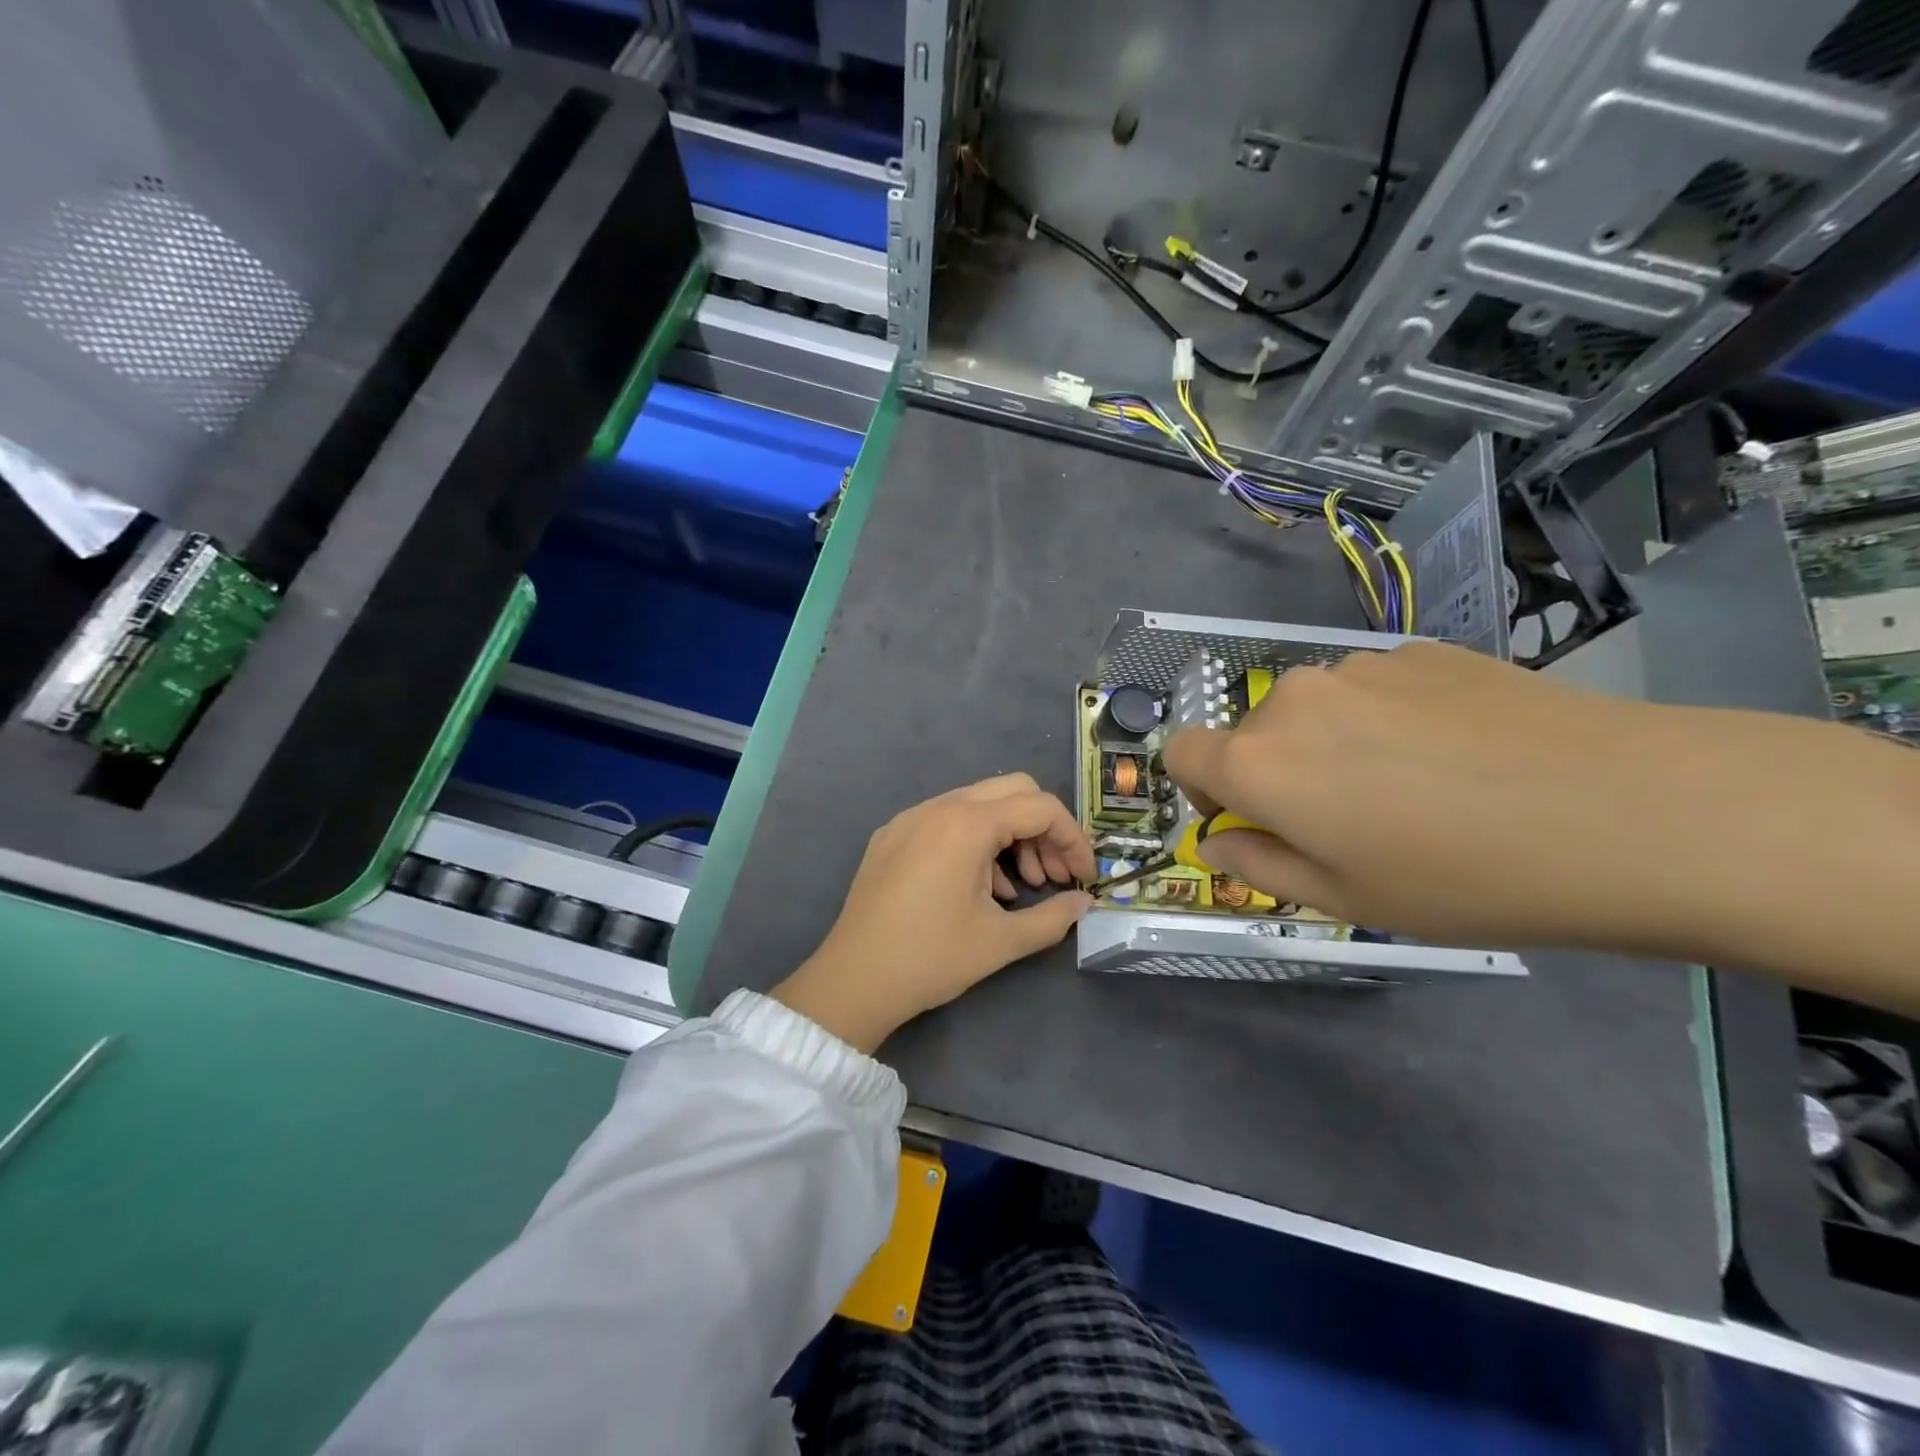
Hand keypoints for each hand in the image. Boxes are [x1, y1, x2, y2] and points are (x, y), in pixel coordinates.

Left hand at [771, 774, 1094, 1052]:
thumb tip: (1083, 904)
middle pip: (1012, 792)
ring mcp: (910, 818)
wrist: (853, 980)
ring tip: (1020, 888)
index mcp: (967, 824)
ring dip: (1010, 837)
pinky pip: (946, 822)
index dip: (1073, 839)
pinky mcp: (892, 836)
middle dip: (1043, 831)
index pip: (1040, 808)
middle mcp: (938, 807)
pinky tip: (980, 888)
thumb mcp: (1001, 941)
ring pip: (979, 805)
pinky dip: (975, 842)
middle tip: (1054, 877)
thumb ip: (1053, 918)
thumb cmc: (931, 958)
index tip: (1084, 877)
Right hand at [1160, 641, 1919, 978]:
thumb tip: (1220, 840)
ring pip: (1316, 708)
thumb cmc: (1463, 878)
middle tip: (1351, 820)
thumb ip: (1259, 867)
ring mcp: (1360, 667)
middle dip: (1278, 772)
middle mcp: (1293, 699)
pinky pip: (1374, 687)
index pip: (1181, 751)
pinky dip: (1390, 718)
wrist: (1626, 811)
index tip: (1248, 819)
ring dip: (1335, 743)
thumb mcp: (1345, 900)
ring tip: (1417, 785)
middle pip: (1253, 733)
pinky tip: (1461, 752)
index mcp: (1260, 762)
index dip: (1199, 787)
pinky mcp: (1420, 649)